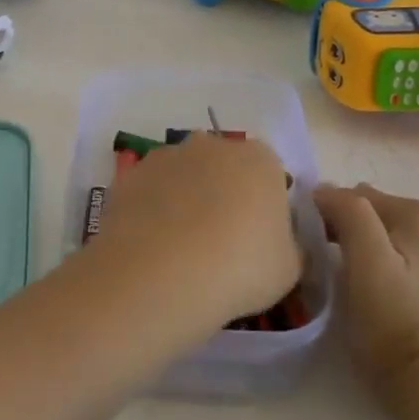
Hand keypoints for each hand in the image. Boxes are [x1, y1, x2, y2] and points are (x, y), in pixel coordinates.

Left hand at [95, 136, 300, 326]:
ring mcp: (165, 157)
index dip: (265, 204)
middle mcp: (211, 146)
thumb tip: (278, 242)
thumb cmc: (240, 267)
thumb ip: (289, 244)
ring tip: (180, 248)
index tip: (259, 238)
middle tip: (221, 241)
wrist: (161, 274)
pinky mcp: (129, 176)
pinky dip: (151, 212)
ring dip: (184, 200)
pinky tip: (152, 247)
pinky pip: (149, 192)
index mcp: (258, 159)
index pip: (269, 172)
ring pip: (182, 176)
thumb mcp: (289, 268)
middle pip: (223, 167)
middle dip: (223, 194)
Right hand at [313, 184, 418, 390]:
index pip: (355, 197)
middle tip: (339, 264)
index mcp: (415, 214)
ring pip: (412, 233)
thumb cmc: (391, 323)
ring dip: (390, 242)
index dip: (329, 215)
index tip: (315, 244)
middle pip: (384, 213)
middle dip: (359, 228)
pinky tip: (416, 274)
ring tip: (374, 275)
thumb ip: (349, 213)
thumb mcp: (363, 262)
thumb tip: (328, 189)